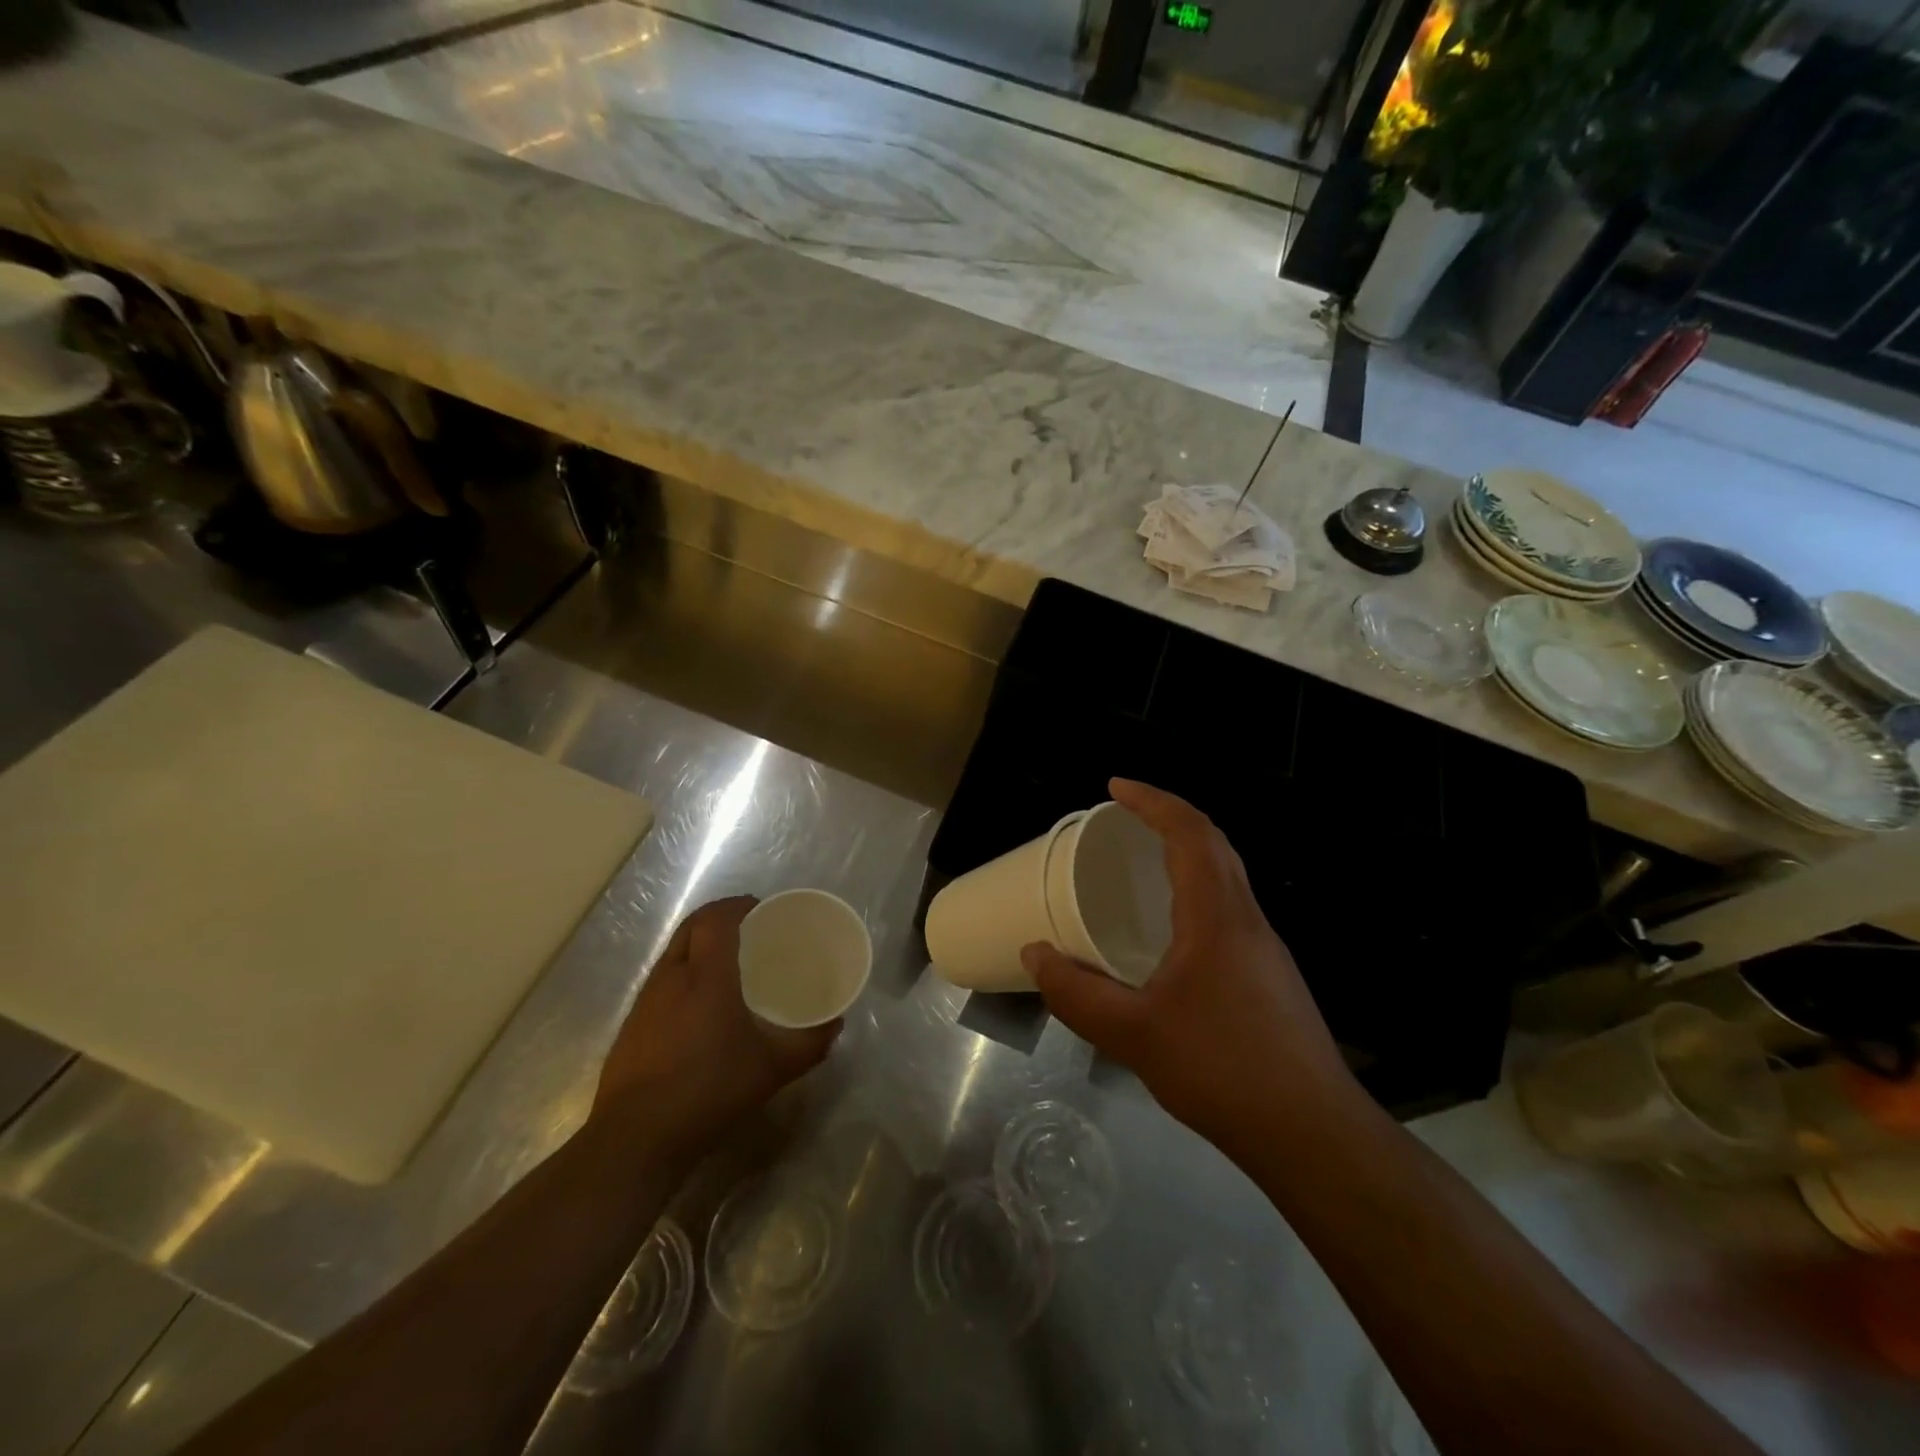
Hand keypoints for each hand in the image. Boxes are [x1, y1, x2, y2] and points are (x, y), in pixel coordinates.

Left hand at [593, 896, 838, 1150]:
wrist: (637, 1138)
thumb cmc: (710, 1090)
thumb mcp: (773, 1069)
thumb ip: (809, 1043)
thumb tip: (835, 1023)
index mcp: (706, 975)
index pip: (716, 919)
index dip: (738, 905)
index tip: (761, 908)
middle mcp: (672, 976)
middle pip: (691, 926)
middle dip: (719, 917)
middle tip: (749, 928)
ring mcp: (646, 1000)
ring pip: (674, 951)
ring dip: (699, 943)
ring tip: (728, 961)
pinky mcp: (633, 1023)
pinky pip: (663, 978)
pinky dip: (684, 971)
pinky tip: (700, 1002)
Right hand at [1024, 780, 1358, 1158]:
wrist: (1311, 1133)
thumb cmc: (1220, 1069)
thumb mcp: (1132, 1034)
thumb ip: (1076, 992)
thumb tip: (1033, 954)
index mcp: (1217, 915)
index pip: (1190, 832)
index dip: (1152, 801)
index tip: (1114, 788)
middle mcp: (1247, 918)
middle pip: (1214, 843)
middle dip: (1168, 817)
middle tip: (1123, 816)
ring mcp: (1265, 947)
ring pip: (1227, 875)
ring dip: (1186, 852)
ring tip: (1140, 863)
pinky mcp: (1270, 975)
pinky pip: (1230, 907)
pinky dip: (1196, 890)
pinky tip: (1169, 930)